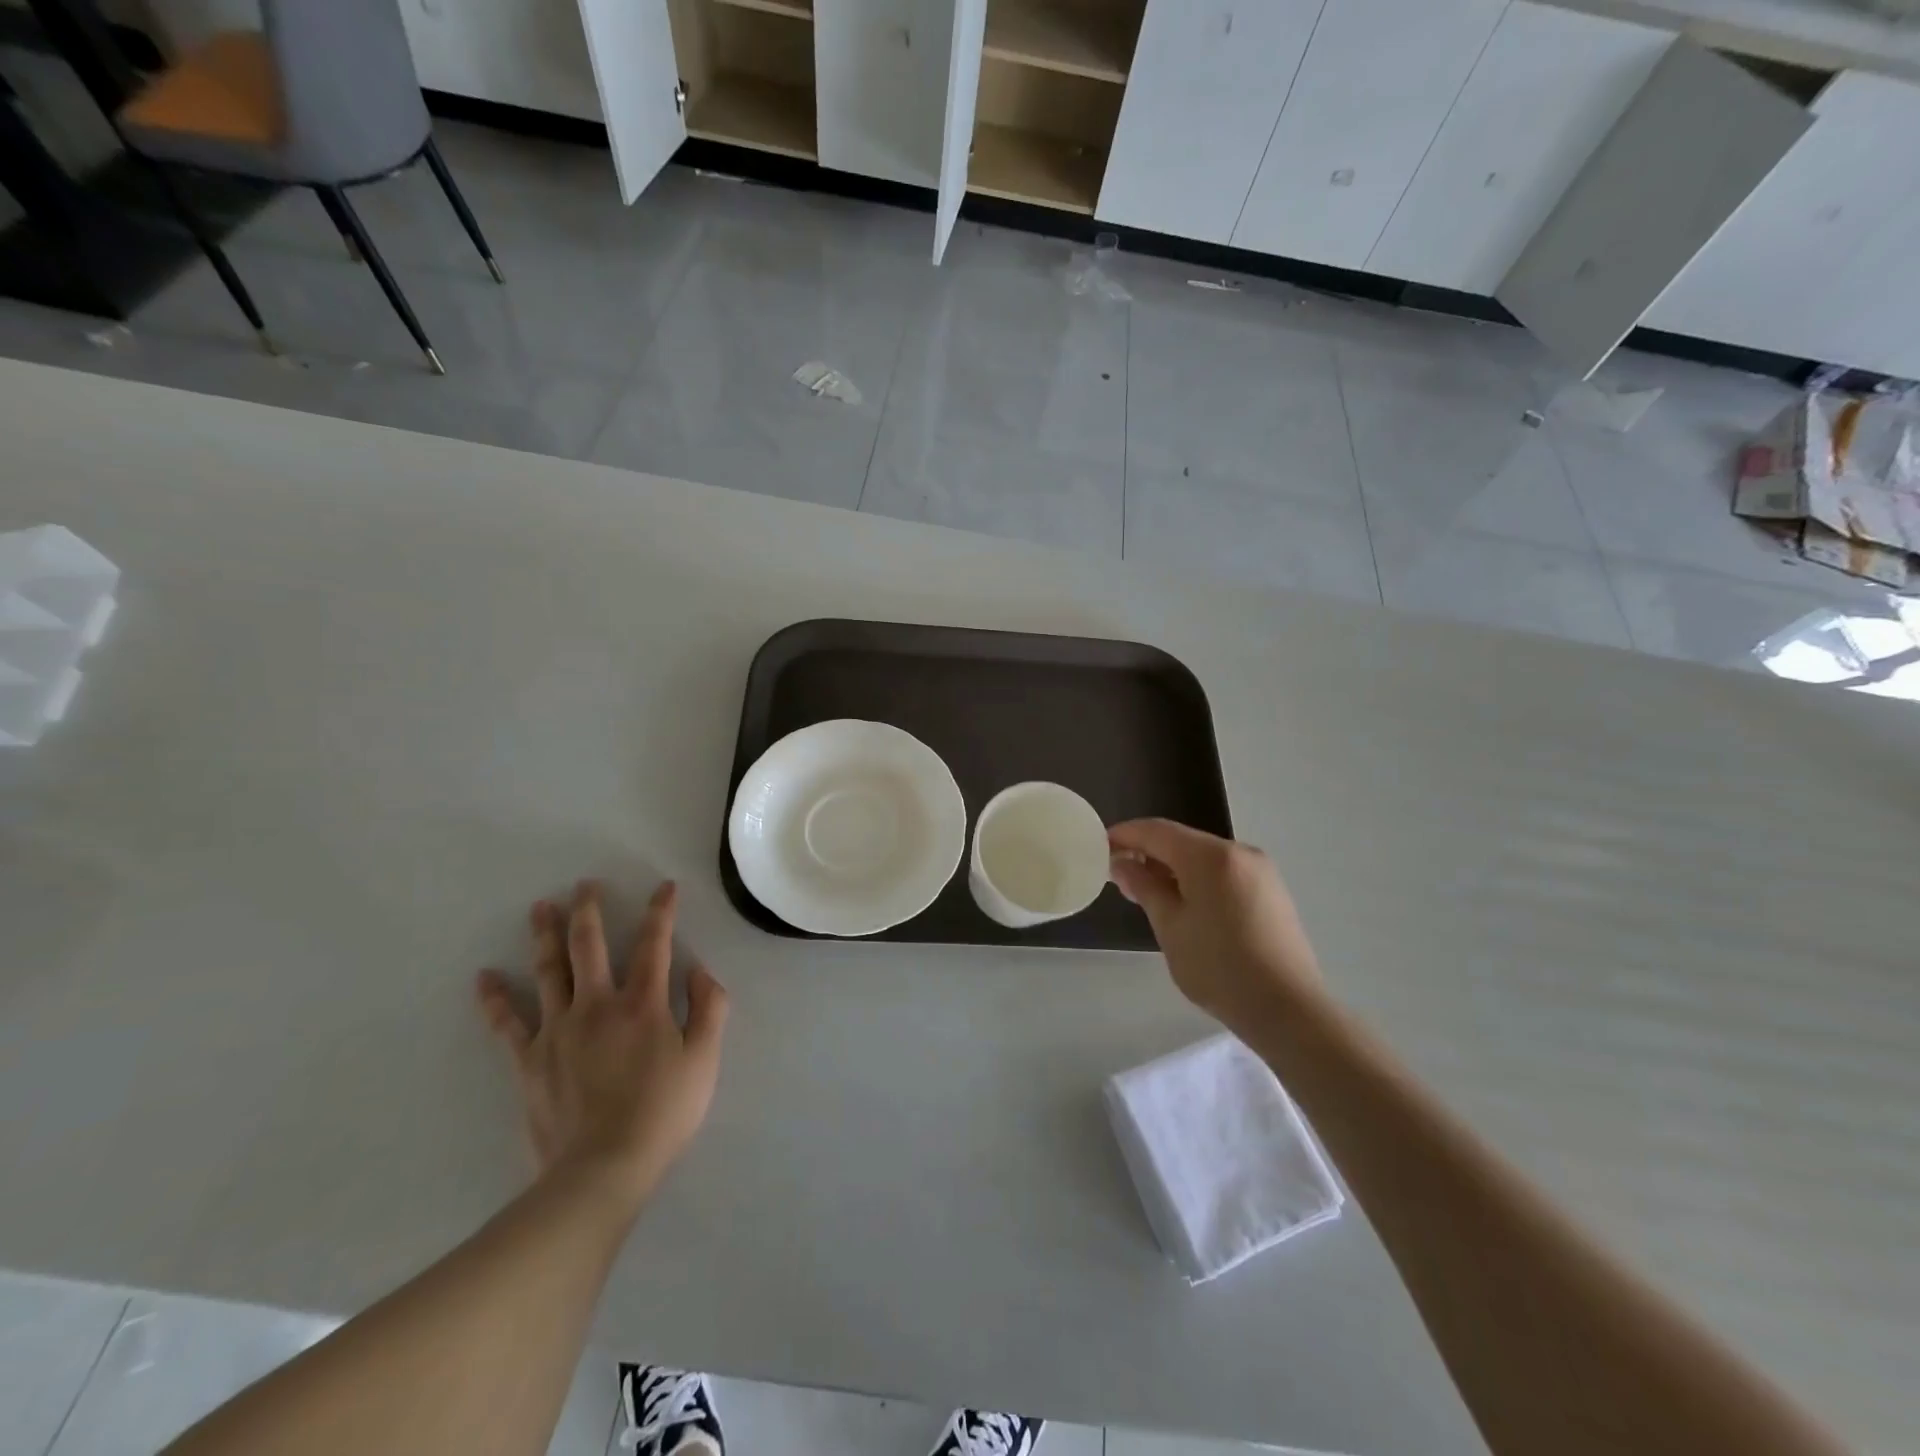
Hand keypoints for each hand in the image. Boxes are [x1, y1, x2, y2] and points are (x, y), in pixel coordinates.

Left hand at [476, 880, 727, 1212]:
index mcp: (643, 1003)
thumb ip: (709, 1008)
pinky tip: (484, 978)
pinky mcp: (530, 1060)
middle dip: (589, 910)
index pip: (653, 944)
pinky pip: (508, 1023)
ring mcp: (558, 1030)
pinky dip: (494, 1000)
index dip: (661, 911)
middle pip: (589, 946)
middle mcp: (597, 1004)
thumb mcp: (705, 1059)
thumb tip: (699, 970)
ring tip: (540, 907)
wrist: (602, 1169)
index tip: (664, 887)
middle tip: (584, 885)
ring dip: (545, 935)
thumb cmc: (663, 1112)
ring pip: (548, 971)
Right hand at [1108, 819, 1324, 1038]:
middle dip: (1148, 854)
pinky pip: (1224, 873)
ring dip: (1173, 868)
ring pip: (1204, 858)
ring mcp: (1260, 871)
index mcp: (1210, 856)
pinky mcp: (1272, 892)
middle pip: (1182, 841)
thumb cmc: (1219, 967)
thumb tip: (1121, 863)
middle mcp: (1239, 852)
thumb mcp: (1170, 927)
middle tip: (1120, 878)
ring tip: (1149, 895)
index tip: (1099, 846)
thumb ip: (1144, 887)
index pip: (1157, 830)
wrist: (1288, 1009)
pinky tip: (1185, 906)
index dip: (1125, 834)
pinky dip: (1198, 880)